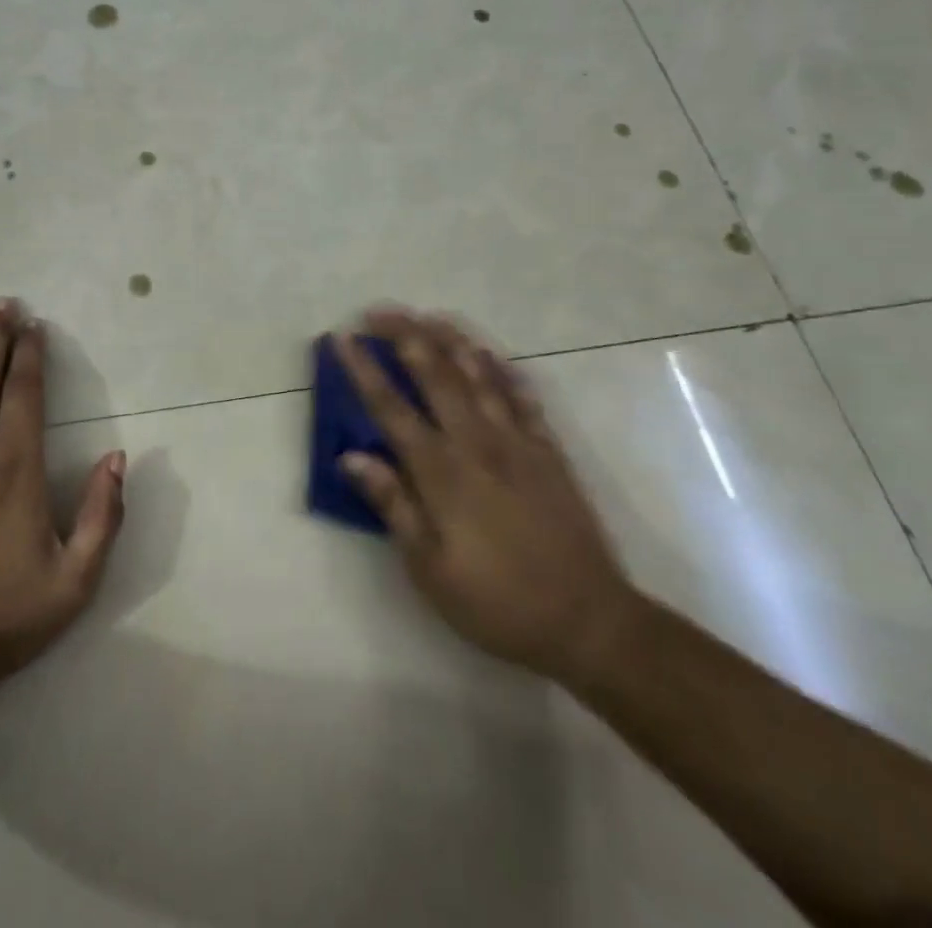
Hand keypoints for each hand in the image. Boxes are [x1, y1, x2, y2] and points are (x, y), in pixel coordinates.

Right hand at [334, 308, 637, 685]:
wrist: (588, 621)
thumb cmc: (497, 602)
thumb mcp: (430, 568)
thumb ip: (393, 505)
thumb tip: (351, 456)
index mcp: (441, 472)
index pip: (391, 408)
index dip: (364, 370)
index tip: (343, 338)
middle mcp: (476, 443)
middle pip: (435, 376)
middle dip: (405, 337)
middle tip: (381, 310)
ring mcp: (517, 442)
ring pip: (479, 376)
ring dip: (451, 340)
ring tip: (429, 316)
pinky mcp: (548, 451)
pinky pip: (524, 398)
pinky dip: (504, 370)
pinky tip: (490, 354)